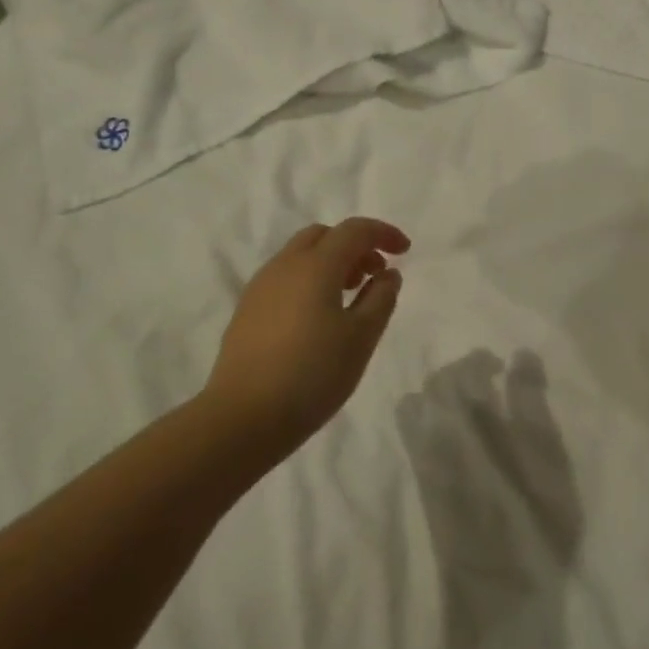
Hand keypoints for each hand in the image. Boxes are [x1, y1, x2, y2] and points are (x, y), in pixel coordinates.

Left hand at [203, 218, 409, 456]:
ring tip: (350, 297)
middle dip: (354, 246)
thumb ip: (380, 298)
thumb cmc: (313, 375)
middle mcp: (284, 265)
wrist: (243, 417)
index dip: (383, 233)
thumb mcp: (361, 338)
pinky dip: (310, 280)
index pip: (354, 230)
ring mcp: (260, 287)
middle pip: (324, 236)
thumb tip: (387, 274)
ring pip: (301, 255)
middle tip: (375, 275)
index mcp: (315, 266)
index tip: (405, 250)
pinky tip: (318, 317)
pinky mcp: (247, 310)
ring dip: (331, 263)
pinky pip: (285, 278)